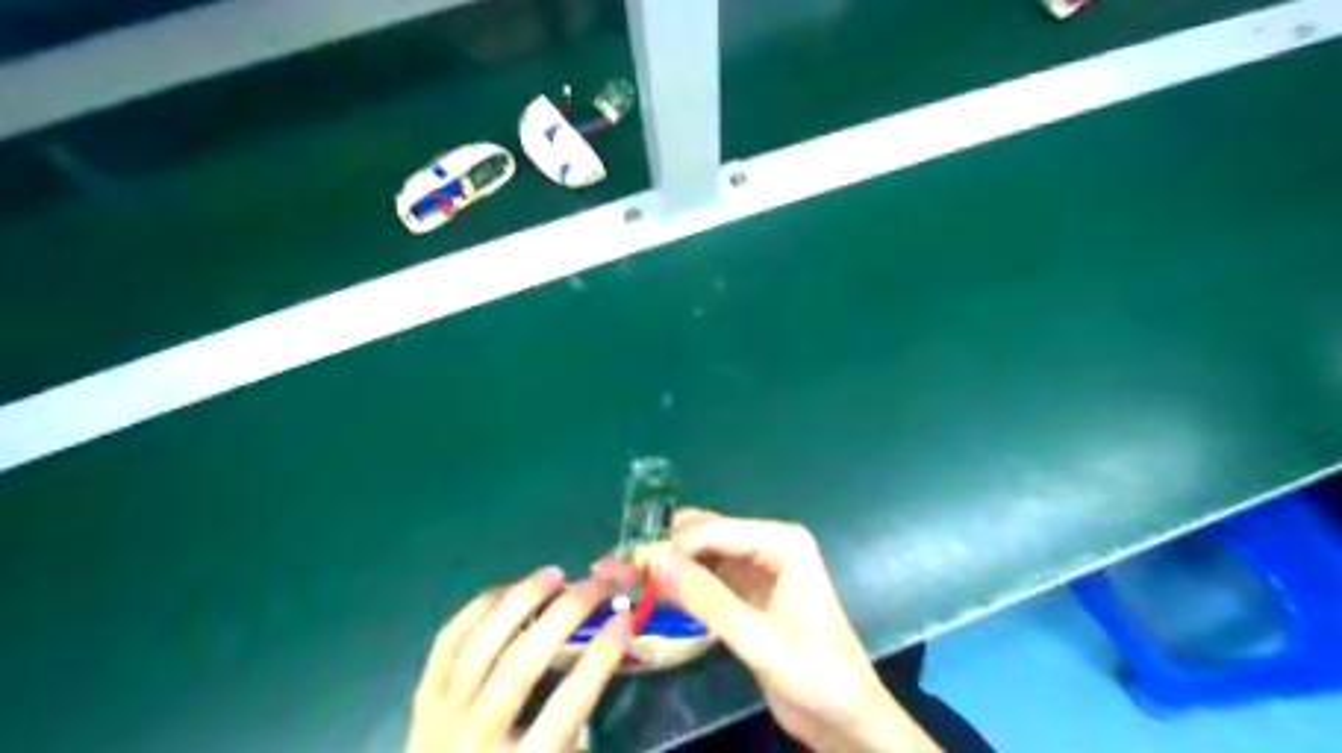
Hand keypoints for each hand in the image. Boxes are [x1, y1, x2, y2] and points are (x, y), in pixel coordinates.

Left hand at [405, 565, 632, 752]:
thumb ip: (578, 730)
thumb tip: (602, 659)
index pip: (567, 705)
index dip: (600, 658)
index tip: (625, 620)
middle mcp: (474, 739)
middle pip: (521, 663)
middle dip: (565, 615)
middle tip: (597, 585)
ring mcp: (441, 717)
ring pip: (480, 644)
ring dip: (520, 600)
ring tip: (554, 575)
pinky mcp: (421, 699)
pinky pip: (447, 642)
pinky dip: (477, 609)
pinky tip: (506, 592)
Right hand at [592, 511, 935, 751]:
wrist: (848, 720)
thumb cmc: (817, 676)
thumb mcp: (758, 640)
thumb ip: (706, 598)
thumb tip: (652, 559)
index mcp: (782, 543)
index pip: (712, 532)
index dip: (667, 547)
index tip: (621, 565)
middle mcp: (768, 545)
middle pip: (703, 537)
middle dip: (661, 551)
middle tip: (613, 568)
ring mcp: (757, 569)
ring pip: (701, 556)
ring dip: (665, 567)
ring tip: (619, 577)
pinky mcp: (748, 594)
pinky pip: (707, 580)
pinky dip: (680, 586)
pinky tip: (650, 593)